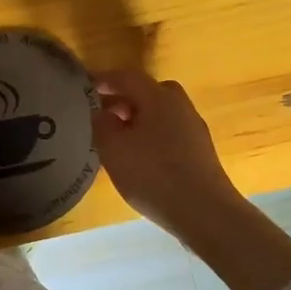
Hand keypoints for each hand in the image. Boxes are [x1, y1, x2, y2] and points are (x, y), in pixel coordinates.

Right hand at [93, 67, 290, 289]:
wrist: (205, 212)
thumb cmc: (153, 175)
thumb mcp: (114, 149)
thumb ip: (102, 124)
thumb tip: (102, 112)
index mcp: (159, 97)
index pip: (127, 77)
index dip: (104, 80)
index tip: (85, 89)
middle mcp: (180, 106)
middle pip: (148, 92)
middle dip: (123, 100)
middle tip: (102, 116)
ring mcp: (194, 129)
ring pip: (160, 114)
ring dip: (138, 120)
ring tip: (118, 140)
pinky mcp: (200, 152)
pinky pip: (170, 132)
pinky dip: (151, 136)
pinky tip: (141, 159)